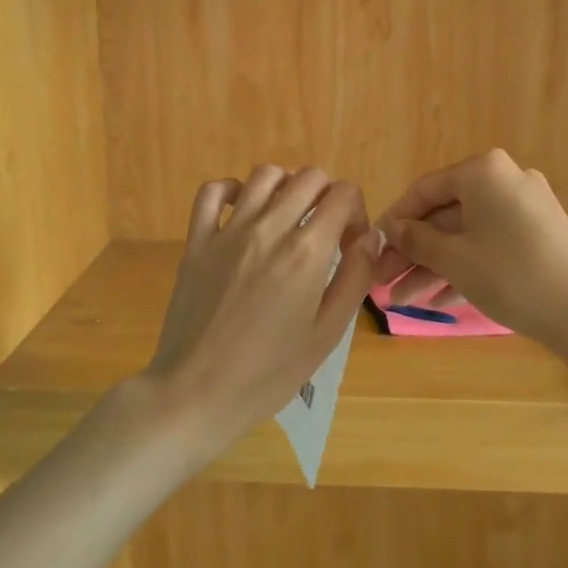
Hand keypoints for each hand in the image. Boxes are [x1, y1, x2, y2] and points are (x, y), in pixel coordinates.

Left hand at [141, 165, 377, 463]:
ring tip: (288, 220)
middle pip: (309, 177)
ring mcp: (228, 230)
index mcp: (306, 252)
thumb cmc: (269, 373)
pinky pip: (213, 191)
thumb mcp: (327, 334)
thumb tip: (370, 237)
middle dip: (327, 197)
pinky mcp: (197, 240)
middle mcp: (269, 227)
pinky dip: (233, 190)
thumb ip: (355, 278)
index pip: (343, 193)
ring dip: (286, 188)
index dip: (356, 213)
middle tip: (324, 233)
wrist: (197, 393)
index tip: (350, 245)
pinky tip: (243, 212)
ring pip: (265, 174)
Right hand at [375, 149, 567, 342]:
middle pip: (445, 215)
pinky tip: (438, 301)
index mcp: (483, 172)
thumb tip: (389, 228)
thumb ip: (416, 240)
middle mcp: (506, 180)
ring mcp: (526, 207)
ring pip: (466, 234)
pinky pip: (491, 245)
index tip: (372, 248)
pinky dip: (465, 268)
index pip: (424, 190)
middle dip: (412, 252)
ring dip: (434, 266)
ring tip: (403, 300)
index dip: (394, 221)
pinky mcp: (540, 235)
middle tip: (383, 282)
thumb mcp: (454, 259)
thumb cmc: (511, 276)